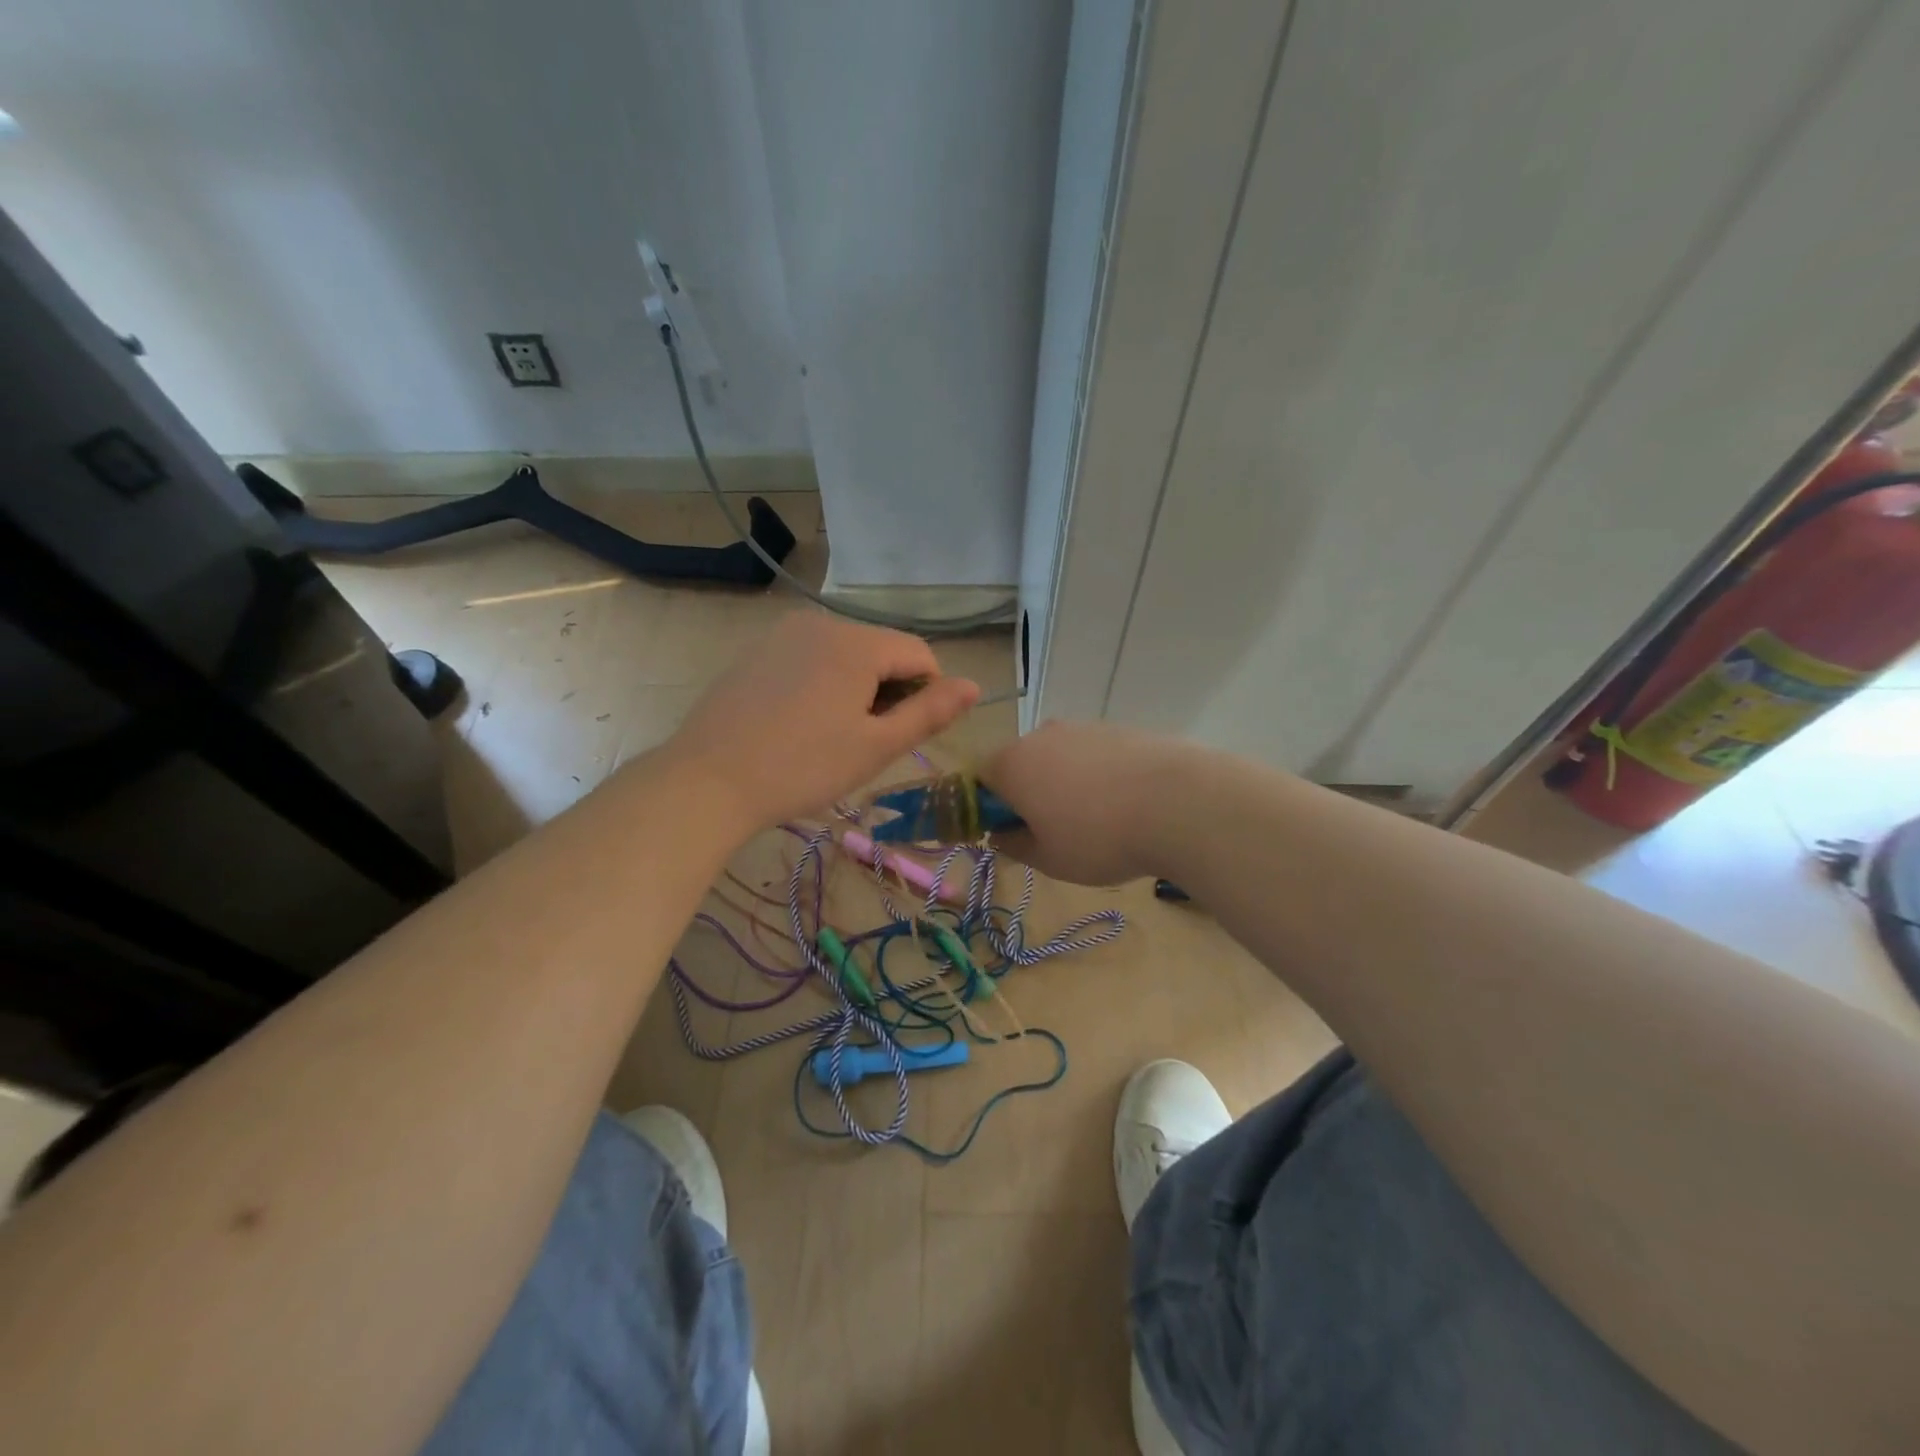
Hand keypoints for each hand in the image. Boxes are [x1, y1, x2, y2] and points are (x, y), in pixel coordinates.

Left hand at [664, 613, 978, 832]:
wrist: (708, 781)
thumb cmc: (802, 768)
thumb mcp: (876, 746)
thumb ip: (930, 713)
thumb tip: (975, 685)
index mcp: (857, 643)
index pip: (919, 655)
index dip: (926, 695)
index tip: (901, 736)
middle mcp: (821, 623)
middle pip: (881, 652)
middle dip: (887, 692)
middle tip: (863, 744)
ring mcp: (783, 634)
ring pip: (845, 656)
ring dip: (855, 690)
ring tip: (829, 736)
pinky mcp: (756, 651)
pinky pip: (810, 659)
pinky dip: (821, 685)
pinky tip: (798, 724)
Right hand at [981, 722, 1184, 884]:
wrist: (1178, 803)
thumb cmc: (1098, 837)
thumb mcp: (1048, 859)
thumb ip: (1014, 846)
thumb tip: (1002, 834)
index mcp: (1011, 764)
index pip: (979, 779)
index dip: (988, 808)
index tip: (1011, 835)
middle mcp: (1041, 735)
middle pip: (1020, 763)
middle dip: (1028, 794)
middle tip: (1053, 833)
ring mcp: (1083, 727)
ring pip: (1059, 758)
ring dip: (1065, 785)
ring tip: (1097, 822)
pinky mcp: (1120, 728)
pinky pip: (1094, 755)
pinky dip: (1099, 776)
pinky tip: (1125, 805)